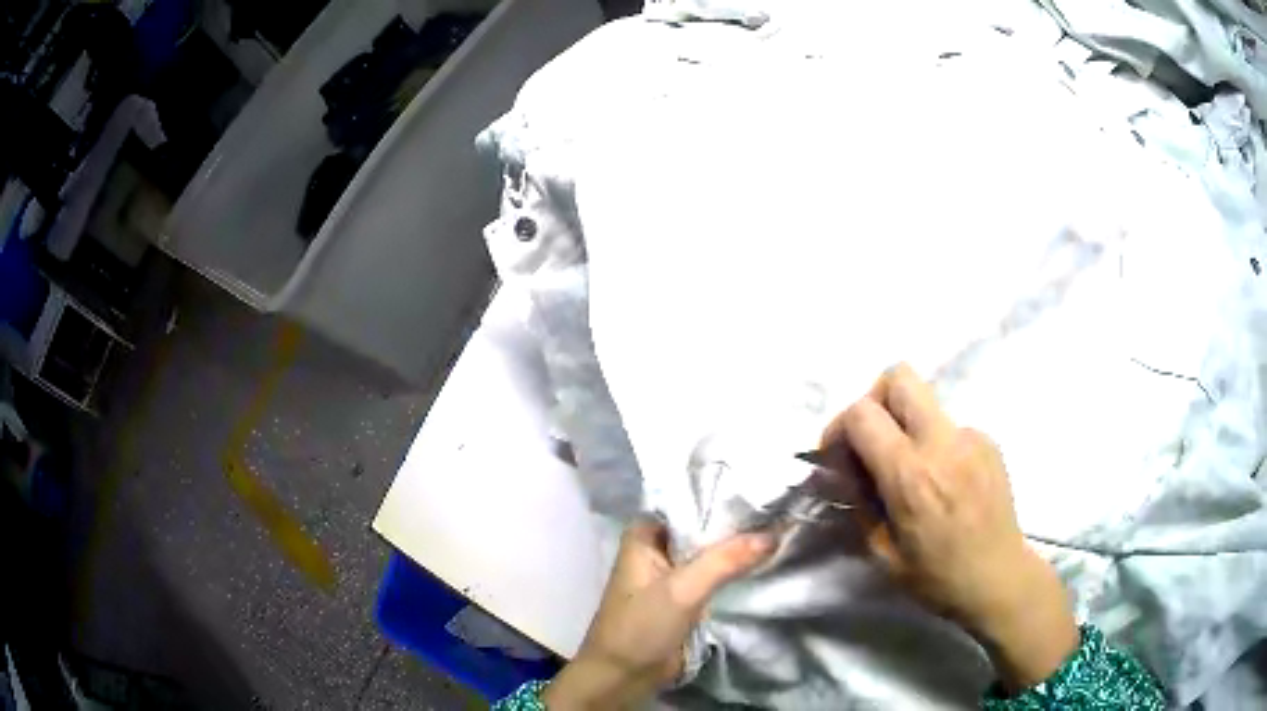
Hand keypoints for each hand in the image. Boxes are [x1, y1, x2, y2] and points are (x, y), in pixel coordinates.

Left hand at [543, 518, 774, 708]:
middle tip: (781, 510)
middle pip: (702, 527)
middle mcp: (658, 546)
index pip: (689, 503)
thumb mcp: (682, 590)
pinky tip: (765, 559)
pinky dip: (734, 569)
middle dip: (737, 523)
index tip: (764, 492)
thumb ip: (725, 561)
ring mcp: (672, 572)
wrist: (624, 675)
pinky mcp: (685, 595)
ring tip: (782, 529)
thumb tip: (773, 534)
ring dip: (738, 548)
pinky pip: (714, 574)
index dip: (724, 498)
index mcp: (645, 534)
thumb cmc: (641, 626)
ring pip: (711, 551)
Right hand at [820, 364, 1078, 691]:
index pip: (863, 413)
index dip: (839, 427)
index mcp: (911, 475)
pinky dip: (934, 443)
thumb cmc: (938, 577)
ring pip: (926, 401)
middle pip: (899, 376)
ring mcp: (971, 437)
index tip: (837, 455)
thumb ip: (860, 503)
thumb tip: (846, 472)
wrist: (1000, 578)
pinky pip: (949, 426)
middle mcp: (942, 443)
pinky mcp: (988, 441)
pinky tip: (942, 481)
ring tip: (911, 470)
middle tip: (871, 439)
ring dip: (906, 424)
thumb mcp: (883, 552)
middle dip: (874, 399)